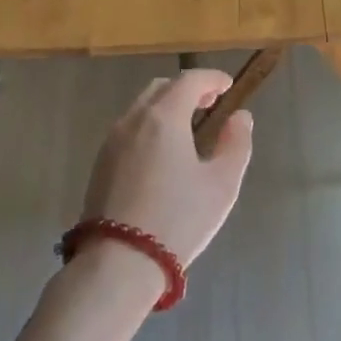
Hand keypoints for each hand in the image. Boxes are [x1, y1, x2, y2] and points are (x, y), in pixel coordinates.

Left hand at [82, 69, 252, 265]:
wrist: (120, 262)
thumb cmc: (179, 219)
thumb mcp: (222, 184)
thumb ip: (236, 144)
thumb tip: (240, 118)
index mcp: (163, 118)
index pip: (189, 81)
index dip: (212, 78)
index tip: (228, 86)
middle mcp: (132, 121)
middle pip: (161, 89)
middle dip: (188, 89)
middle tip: (210, 103)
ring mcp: (111, 142)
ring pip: (141, 108)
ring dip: (167, 107)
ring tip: (189, 127)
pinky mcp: (100, 164)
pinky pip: (129, 130)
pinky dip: (150, 126)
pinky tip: (164, 152)